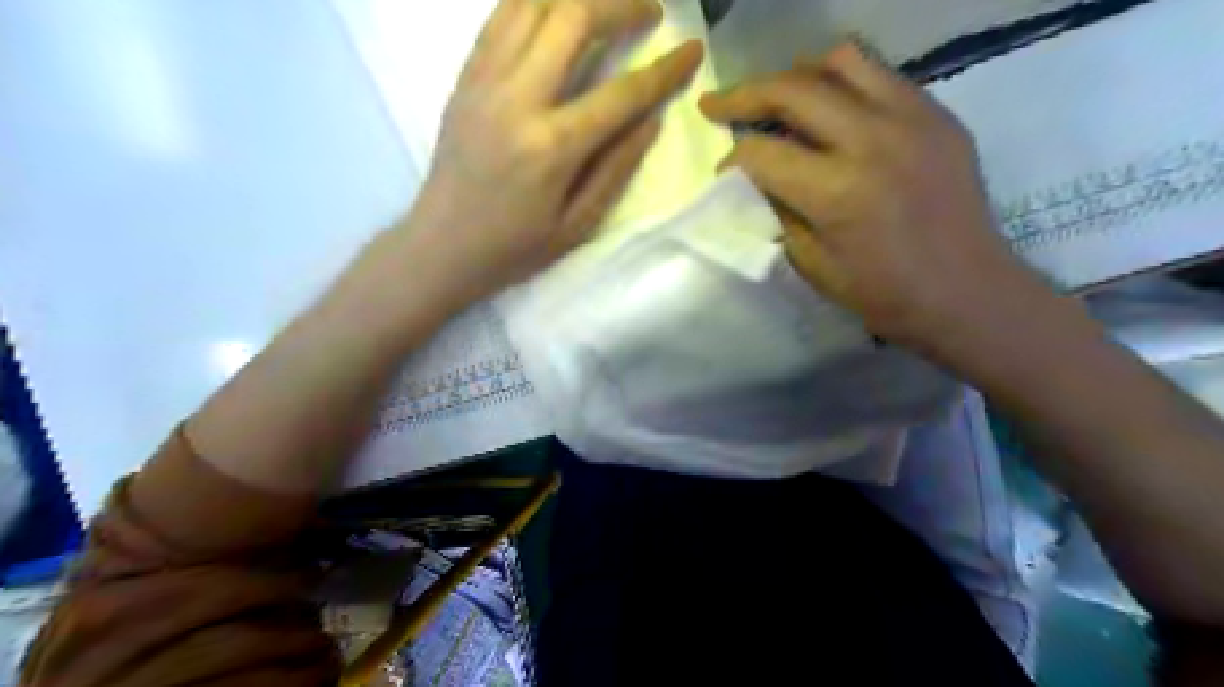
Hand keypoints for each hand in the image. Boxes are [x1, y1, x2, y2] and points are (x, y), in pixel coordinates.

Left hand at [404, 1, 703, 304]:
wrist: (440, 246)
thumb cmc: (514, 248)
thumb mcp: (577, 224)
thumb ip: (616, 168)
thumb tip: (652, 119)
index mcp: (551, 146)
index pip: (621, 92)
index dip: (664, 69)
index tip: (692, 49)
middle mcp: (516, 99)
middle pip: (572, 18)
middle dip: (620, 5)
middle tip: (649, 11)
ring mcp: (483, 81)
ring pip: (530, 3)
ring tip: (604, 6)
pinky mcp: (464, 79)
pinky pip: (499, 18)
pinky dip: (533, 3)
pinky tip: (555, 11)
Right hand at [698, 40, 1051, 350]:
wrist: (967, 292)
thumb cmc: (883, 293)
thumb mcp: (812, 264)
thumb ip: (780, 214)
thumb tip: (757, 183)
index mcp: (837, 191)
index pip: (762, 153)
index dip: (731, 160)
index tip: (723, 172)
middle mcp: (872, 140)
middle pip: (793, 89)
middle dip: (744, 95)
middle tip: (718, 104)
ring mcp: (912, 119)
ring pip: (841, 62)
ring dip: (797, 75)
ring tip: (777, 96)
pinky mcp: (938, 115)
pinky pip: (881, 76)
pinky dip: (843, 84)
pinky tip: (831, 109)